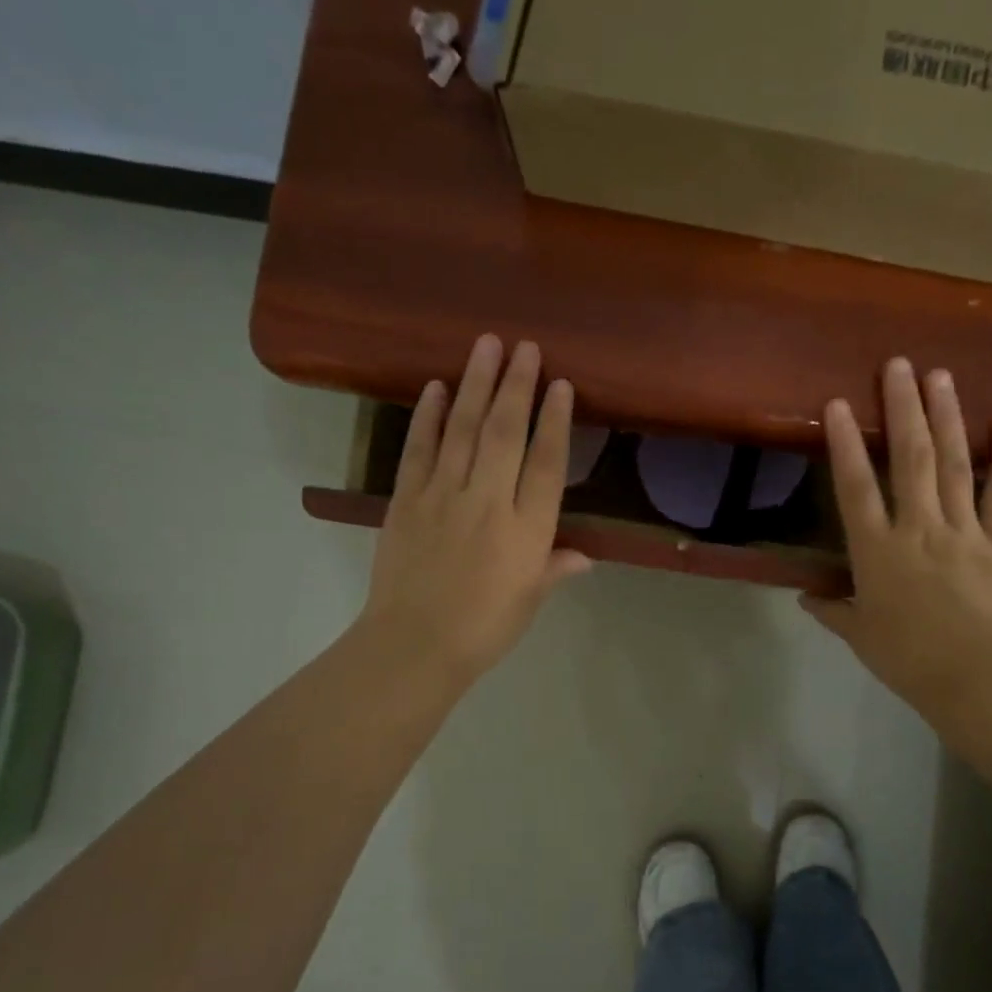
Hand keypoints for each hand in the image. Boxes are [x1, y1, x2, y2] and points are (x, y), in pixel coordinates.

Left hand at [358, 335, 589, 685]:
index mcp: (527, 530)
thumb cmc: (484, 629)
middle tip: (525, 345)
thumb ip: (555, 569)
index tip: (560, 384)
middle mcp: (488, 502)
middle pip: (505, 433)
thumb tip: (585, 556)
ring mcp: (443, 496)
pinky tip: (435, 387)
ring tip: (486, 345)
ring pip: (464, 430)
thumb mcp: (530, 601)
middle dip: (517, 385)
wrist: (414, 646)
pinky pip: (419, 449)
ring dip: (476, 384)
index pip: (545, 463)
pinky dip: (427, 416)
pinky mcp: (406, 499)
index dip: (554, 420)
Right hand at [803, 358, 991, 717]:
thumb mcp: (858, 634)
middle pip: (910, 459)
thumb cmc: (905, 657)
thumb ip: (832, 609)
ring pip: (954, 465)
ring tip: (941, 376)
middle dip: (903, 408)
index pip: (855, 487)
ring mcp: (962, 531)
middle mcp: (918, 527)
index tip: (837, 403)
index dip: (844, 443)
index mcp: (877, 549)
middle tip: (899, 364)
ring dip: (947, 418)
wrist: (972, 679)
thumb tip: (806, 597)